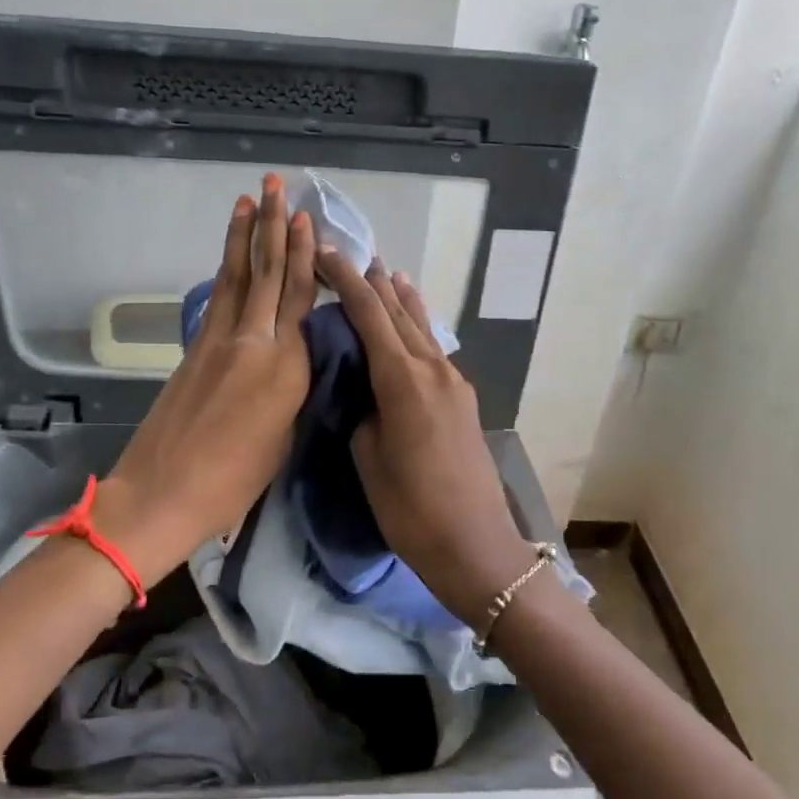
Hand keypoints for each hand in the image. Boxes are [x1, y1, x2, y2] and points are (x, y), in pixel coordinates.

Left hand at [95, 175, 315, 586]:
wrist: (162, 493)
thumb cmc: (233, 481)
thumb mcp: (282, 437)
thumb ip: (291, 388)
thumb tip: (293, 360)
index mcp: (287, 367)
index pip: (302, 298)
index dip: (304, 255)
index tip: (305, 219)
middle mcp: (254, 342)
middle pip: (268, 274)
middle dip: (272, 226)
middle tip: (274, 184)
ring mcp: (219, 341)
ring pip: (238, 277)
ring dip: (243, 236)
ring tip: (248, 200)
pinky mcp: (194, 349)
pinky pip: (219, 299)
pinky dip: (227, 271)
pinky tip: (231, 256)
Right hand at [316, 250, 538, 625]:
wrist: (475, 545)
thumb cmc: (410, 508)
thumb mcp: (368, 456)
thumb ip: (363, 410)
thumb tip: (365, 389)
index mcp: (403, 378)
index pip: (370, 313)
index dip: (345, 279)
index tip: (324, 253)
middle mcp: (433, 367)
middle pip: (399, 310)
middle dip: (372, 281)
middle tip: (347, 255)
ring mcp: (453, 381)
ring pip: (421, 326)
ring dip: (400, 298)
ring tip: (385, 271)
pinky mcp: (463, 398)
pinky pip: (433, 347)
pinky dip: (417, 325)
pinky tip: (411, 321)